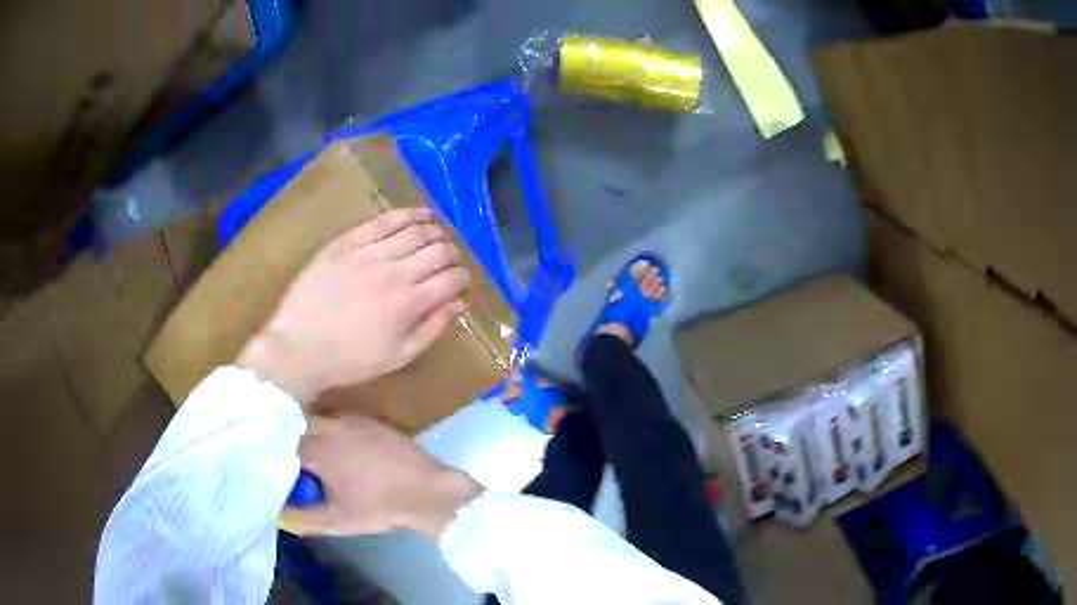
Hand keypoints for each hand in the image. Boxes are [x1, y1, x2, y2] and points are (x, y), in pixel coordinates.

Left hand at [237, 208, 469, 403]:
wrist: (299, 347)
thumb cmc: (349, 360)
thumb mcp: (397, 357)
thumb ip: (431, 329)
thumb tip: (458, 304)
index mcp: (409, 303)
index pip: (450, 279)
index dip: (463, 277)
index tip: (463, 280)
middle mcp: (394, 272)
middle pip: (437, 250)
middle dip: (452, 253)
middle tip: (452, 258)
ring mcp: (368, 253)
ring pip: (414, 231)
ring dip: (435, 230)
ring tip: (441, 232)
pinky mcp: (347, 243)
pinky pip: (382, 222)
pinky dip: (406, 215)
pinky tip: (419, 214)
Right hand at [282, 414, 482, 539]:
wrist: (429, 492)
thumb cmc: (380, 507)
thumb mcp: (337, 521)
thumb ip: (302, 518)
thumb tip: (278, 513)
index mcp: (317, 447)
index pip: (280, 441)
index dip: (273, 453)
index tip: (271, 465)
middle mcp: (331, 425)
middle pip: (297, 426)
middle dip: (290, 442)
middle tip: (291, 463)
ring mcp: (352, 419)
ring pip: (318, 421)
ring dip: (310, 435)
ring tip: (312, 458)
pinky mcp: (370, 420)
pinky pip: (339, 421)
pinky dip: (332, 433)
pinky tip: (340, 453)